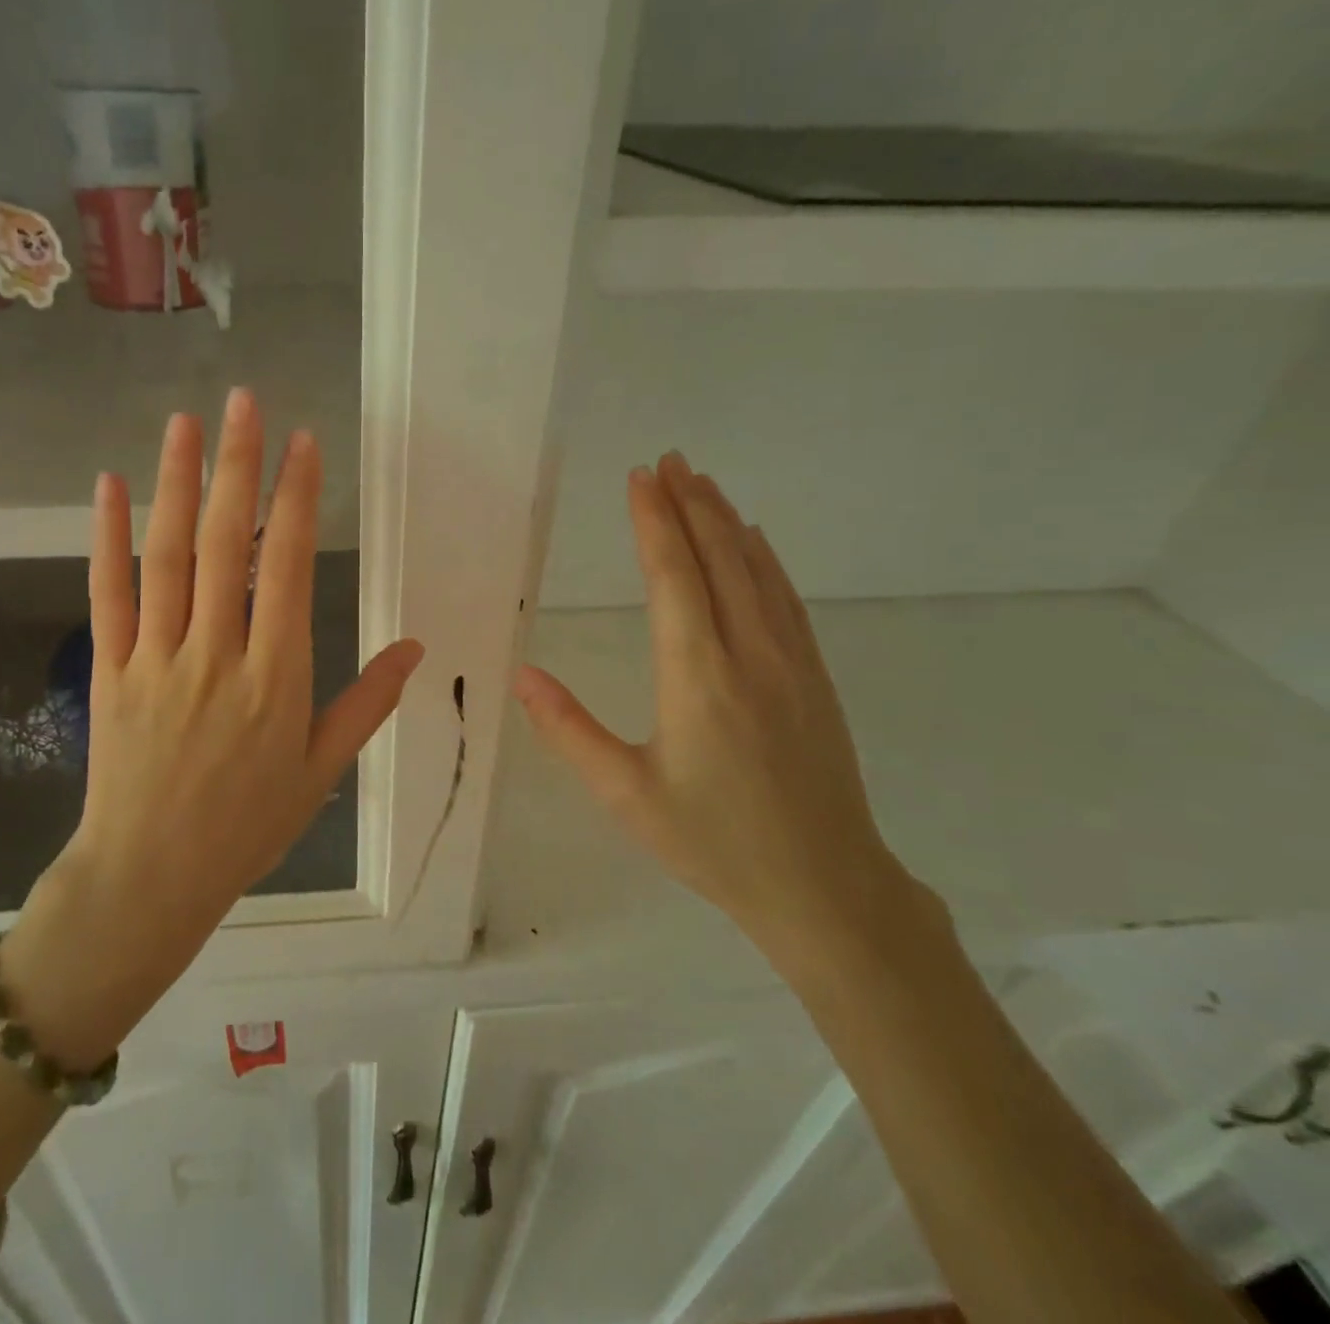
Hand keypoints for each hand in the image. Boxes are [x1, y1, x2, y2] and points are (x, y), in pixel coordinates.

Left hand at [6, 391, 423, 1062]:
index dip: (295, 500)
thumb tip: (416, 648)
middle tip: (244, 402)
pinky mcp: (109, 669)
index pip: (285, 567)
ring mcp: (155, 658)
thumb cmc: (248, 825)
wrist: (151, 876)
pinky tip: (108, 488)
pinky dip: (106, 538)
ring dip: (175, 484)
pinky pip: (107, 594)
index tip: (303, 444)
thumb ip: (368, 703)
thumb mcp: (321, 769)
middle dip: (237, 467)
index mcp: (275, 677)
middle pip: (224, 545)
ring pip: (166, 557)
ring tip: (185, 424)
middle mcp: (215, 654)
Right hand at [513, 452, 929, 969]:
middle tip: (668, 460)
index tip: (639, 477)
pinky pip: (786, 599)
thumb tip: (521, 674)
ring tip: (701, 483)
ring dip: (726, 522)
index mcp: (698, 677)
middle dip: (689, 505)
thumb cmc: (712, 842)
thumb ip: (569, 730)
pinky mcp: (814, 677)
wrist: (824, 886)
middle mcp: (749, 654)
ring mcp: (791, 662)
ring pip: (757, 571)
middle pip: (719, 559)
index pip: (673, 578)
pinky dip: (765, 559)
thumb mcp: (625, 794)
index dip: (654, 522)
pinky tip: (755, 542)